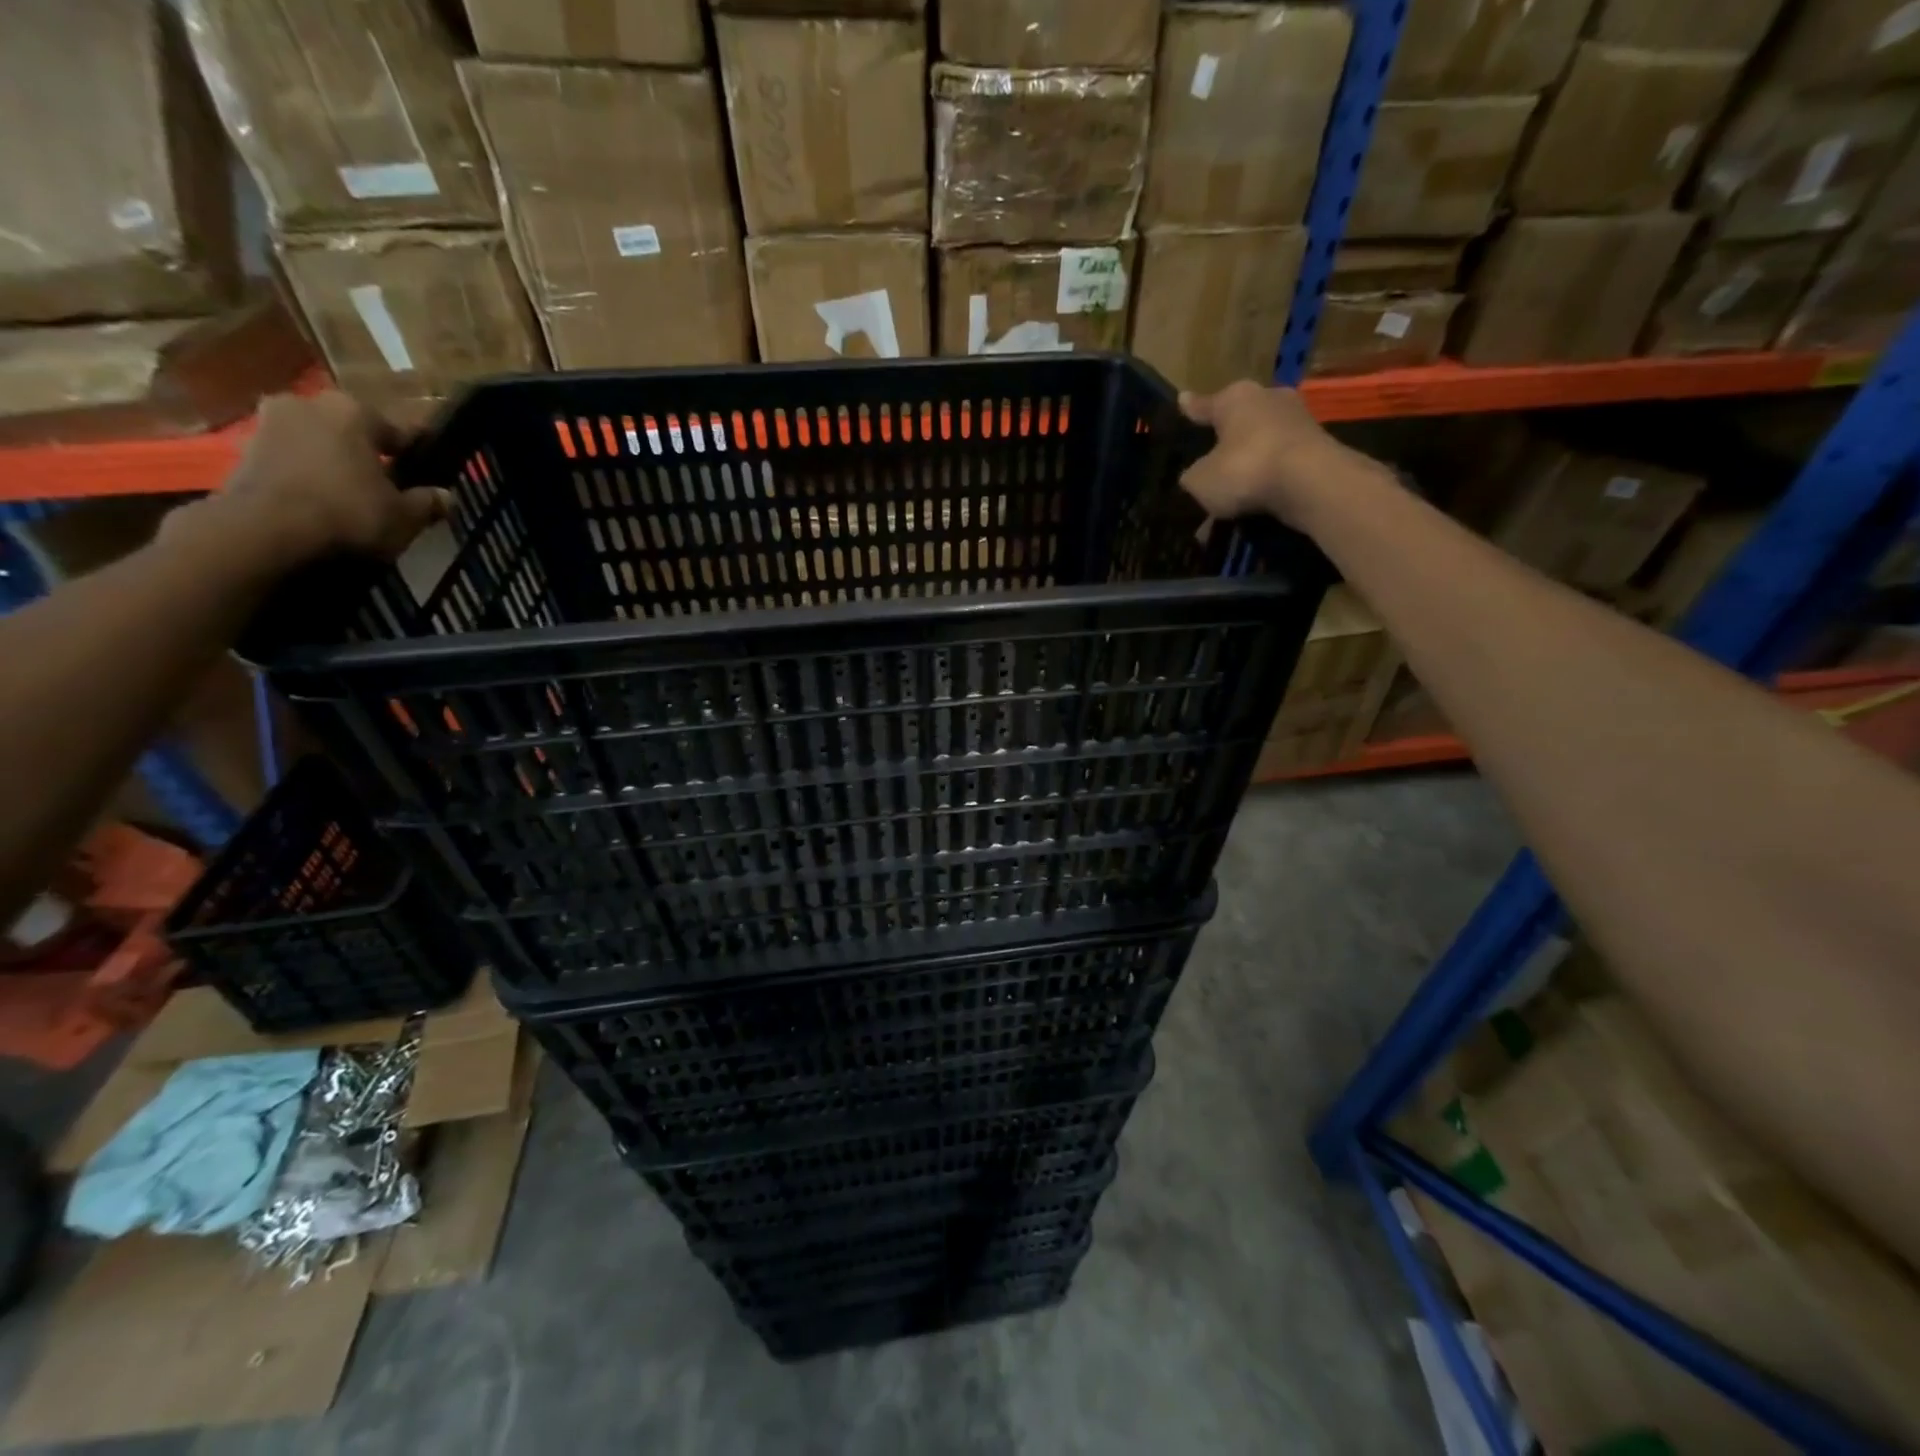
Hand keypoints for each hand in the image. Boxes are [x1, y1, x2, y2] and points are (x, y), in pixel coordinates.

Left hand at [194, 392, 450, 568]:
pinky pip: (290, 464)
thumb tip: (446, 497)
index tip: (426, 476)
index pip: (398, 431)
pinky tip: (321, 508)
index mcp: (353, 410)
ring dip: (333, 467)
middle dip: (366, 456)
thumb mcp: (405, 516)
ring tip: (352, 502)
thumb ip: (427, 503)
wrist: (263, 533)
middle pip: (350, 433)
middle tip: (386, 488)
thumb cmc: (348, 513)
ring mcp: (267, 426)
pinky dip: (306, 480)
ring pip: (317, 446)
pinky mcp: (240, 453)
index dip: (415, 457)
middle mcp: (307, 405)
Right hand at [1178, 382, 1357, 526]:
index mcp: (1236, 398)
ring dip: (1245, 472)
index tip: (1182, 402)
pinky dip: (1265, 485)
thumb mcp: (1200, 480)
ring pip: (1260, 448)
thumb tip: (1195, 476)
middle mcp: (1269, 400)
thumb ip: (1192, 476)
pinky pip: (1279, 468)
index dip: (1192, 408)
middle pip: (1239, 424)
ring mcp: (1298, 423)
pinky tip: (1251, 511)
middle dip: (1225, 444)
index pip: (1206, 405)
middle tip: (1208, 463)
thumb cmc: (1245, 468)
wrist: (1310, 483)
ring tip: (1227, 502)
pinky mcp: (1318, 449)